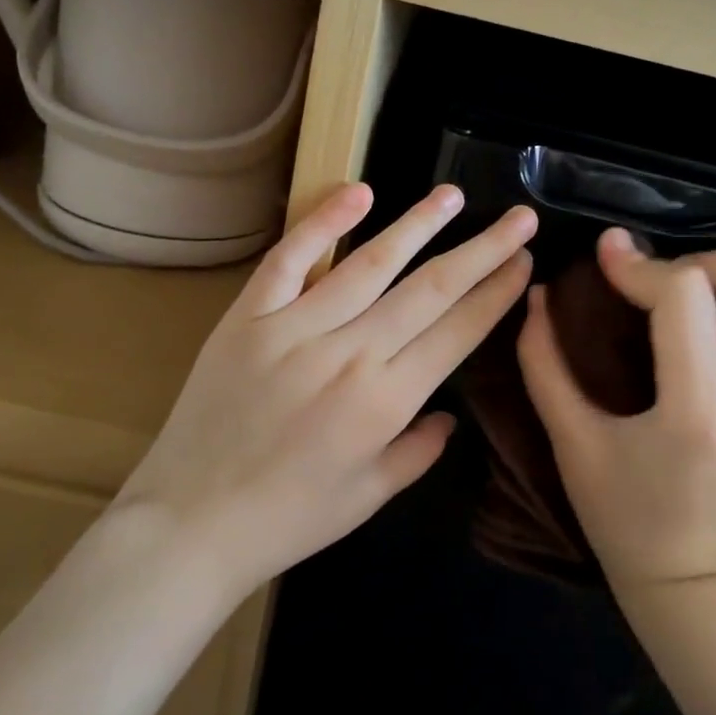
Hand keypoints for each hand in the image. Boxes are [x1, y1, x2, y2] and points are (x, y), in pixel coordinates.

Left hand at [118, 182, 535, 601]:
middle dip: (482, 250)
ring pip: (370, 263)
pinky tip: (359, 192)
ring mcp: (295, 328)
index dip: (496, 293)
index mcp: (386, 401)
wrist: (191, 521)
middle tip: (519, 217)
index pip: (457, 331)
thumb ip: (418, 452)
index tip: (524, 261)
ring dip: (418, 224)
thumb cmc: (288, 518)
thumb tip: (449, 416)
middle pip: (430, 289)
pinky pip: (290, 259)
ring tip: (452, 195)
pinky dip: (323, 222)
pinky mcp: (249, 317)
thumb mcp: (369, 497)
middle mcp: (349, 353)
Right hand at [517, 229, 715, 589]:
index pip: (687, 295)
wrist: (689, 571)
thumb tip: (539, 294)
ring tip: (672, 299)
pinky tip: (690, 326)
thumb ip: (544, 361)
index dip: (640, 265)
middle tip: (656, 283)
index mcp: (699, 408)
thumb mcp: (569, 439)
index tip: (605, 257)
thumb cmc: (620, 513)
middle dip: (705, 260)